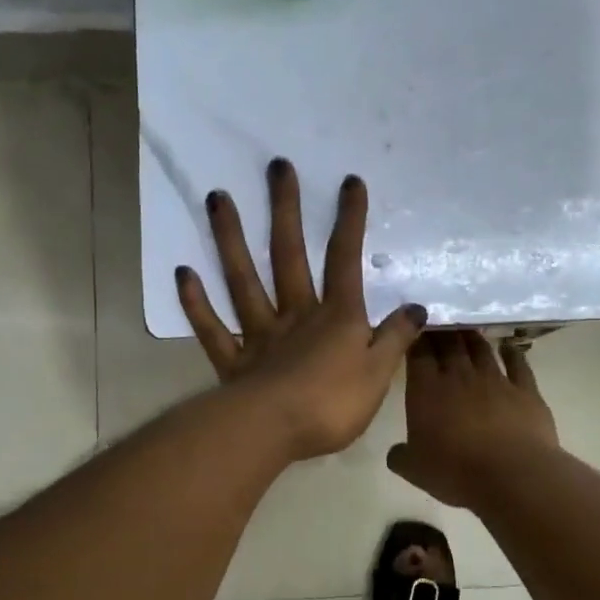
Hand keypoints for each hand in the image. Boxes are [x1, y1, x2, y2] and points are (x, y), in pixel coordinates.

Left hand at [178, 159, 426, 462]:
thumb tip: (417, 307)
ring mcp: (259, 335)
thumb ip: (396, 339)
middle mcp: (295, 315)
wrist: (275, 432)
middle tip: (276, 167)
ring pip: (243, 279)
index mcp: (336, 317)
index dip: (350, 221)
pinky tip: (182, 273)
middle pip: (289, 255)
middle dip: (286, 210)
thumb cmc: (332, 404)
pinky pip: (213, 327)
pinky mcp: (233, 360)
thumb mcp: (379, 374)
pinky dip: (196, 302)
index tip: (349, 182)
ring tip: (218, 198)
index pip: (345, 260)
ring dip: (230, 239)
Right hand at [387, 332, 558, 507]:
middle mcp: (460, 377)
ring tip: (466, 327)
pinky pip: (518, 365)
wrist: (512, 475)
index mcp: (427, 390)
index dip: (416, 337)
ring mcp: (495, 380)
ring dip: (472, 337)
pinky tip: (508, 346)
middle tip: (439, 320)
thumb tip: (395, 452)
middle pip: (449, 344)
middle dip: (442, 330)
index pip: (419, 354)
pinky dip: (512, 353)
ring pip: (481, 349)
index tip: (414, 327)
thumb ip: (400, 456)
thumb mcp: (415, 470)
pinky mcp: (525, 391)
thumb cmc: (456, 471)